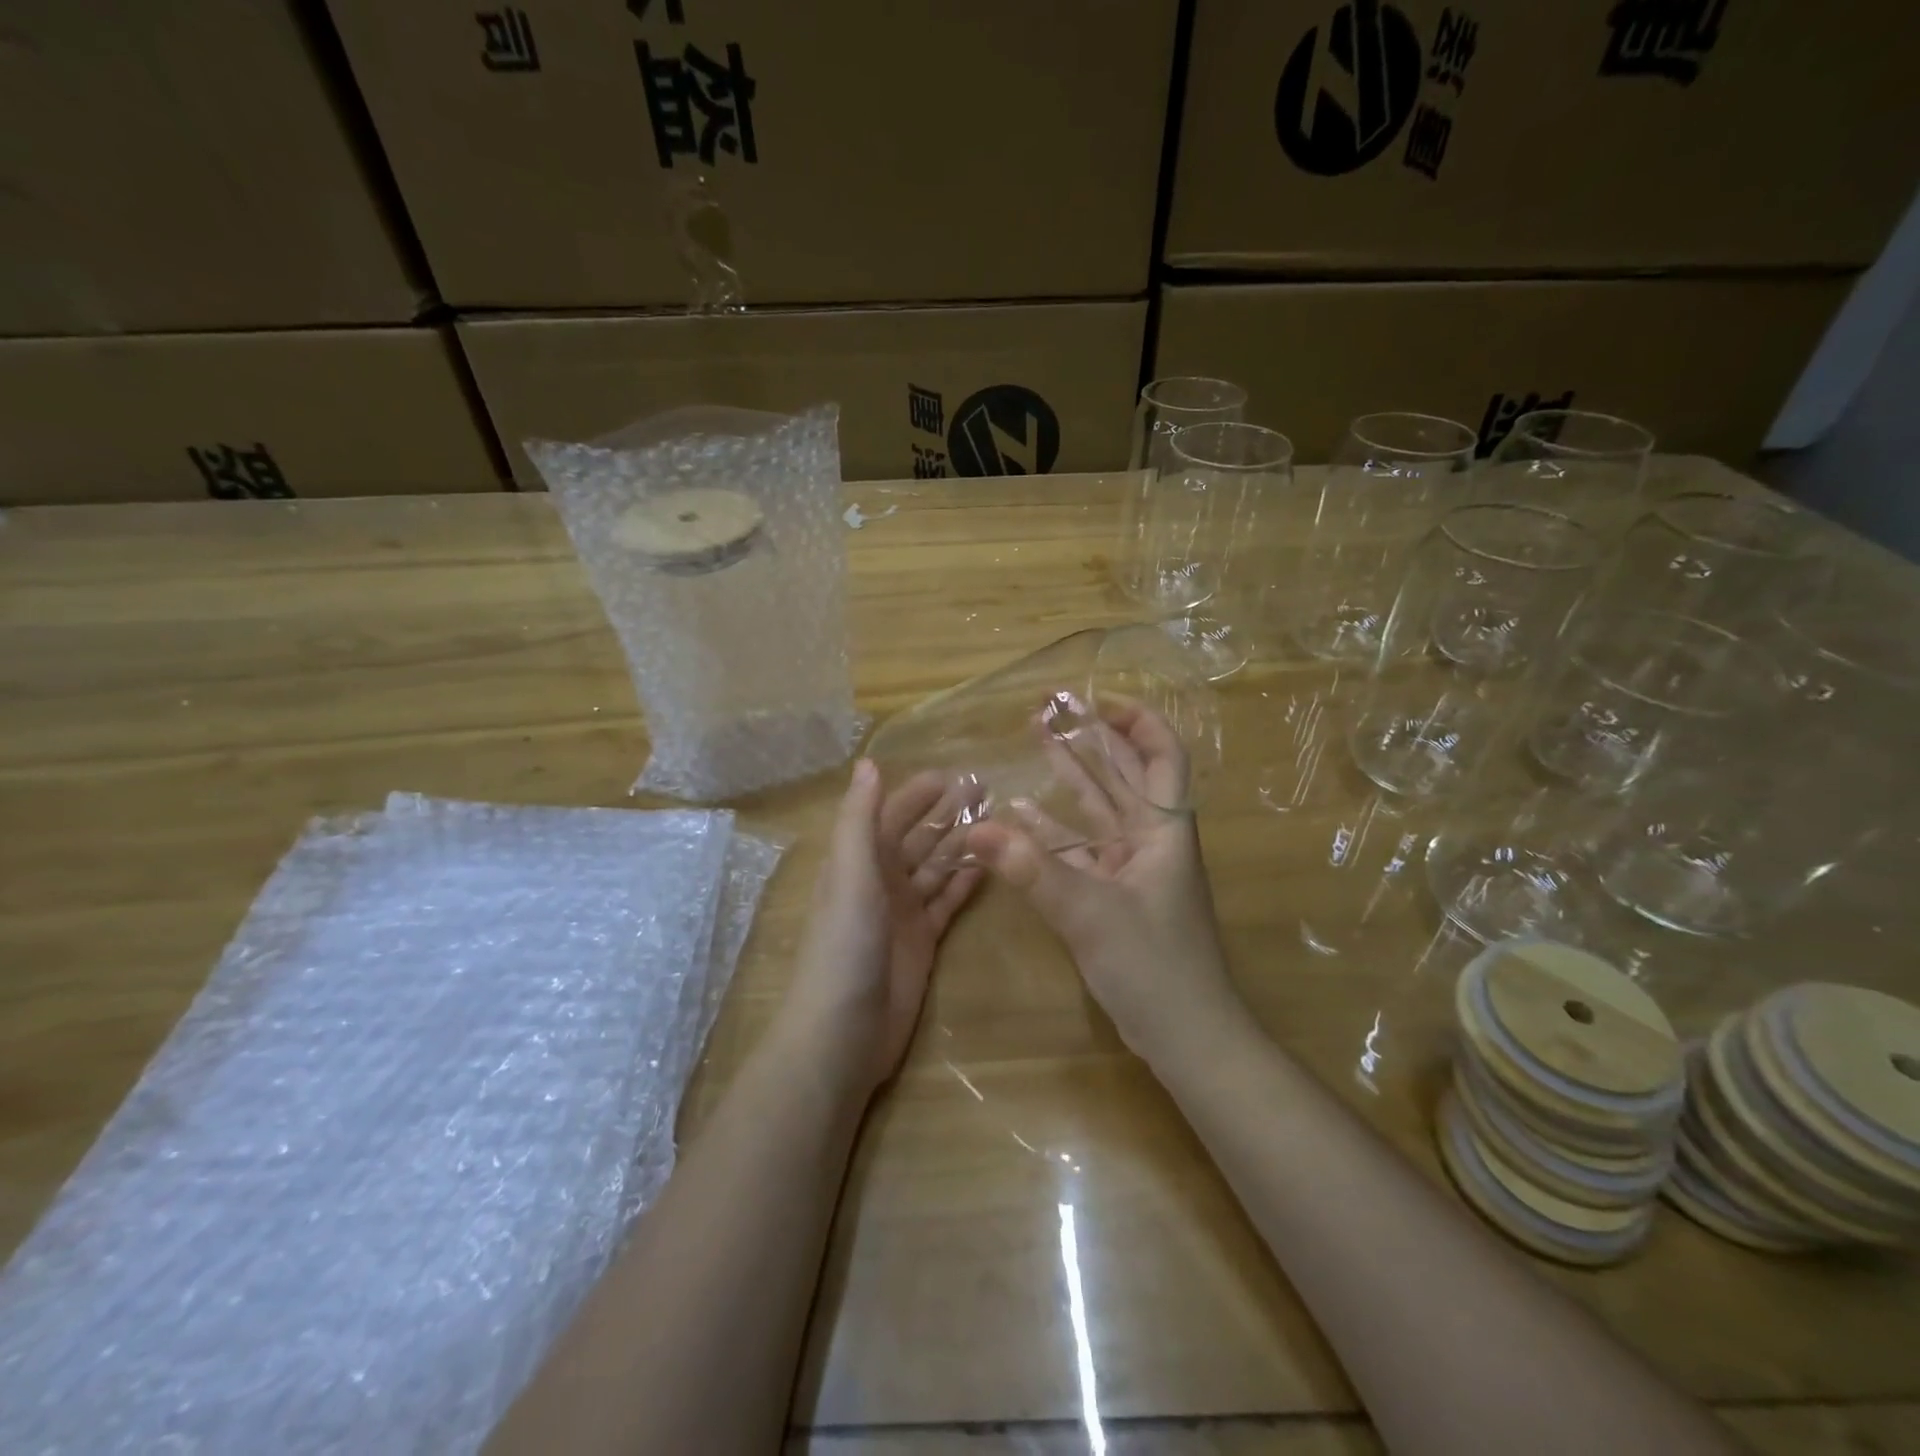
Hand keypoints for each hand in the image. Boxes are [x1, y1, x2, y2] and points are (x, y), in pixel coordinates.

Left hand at [780, 760, 982, 1097]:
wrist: (843, 1033)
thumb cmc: (845, 947)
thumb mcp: (850, 876)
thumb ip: (860, 820)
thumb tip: (868, 763)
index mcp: (859, 861)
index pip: (891, 815)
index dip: (918, 794)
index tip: (954, 774)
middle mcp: (881, 881)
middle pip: (919, 838)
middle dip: (948, 814)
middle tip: (988, 790)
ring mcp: (903, 912)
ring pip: (936, 868)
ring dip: (962, 844)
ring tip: (998, 822)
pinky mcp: (923, 941)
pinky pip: (947, 903)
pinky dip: (964, 884)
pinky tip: (989, 867)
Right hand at [966, 701, 1243, 1067]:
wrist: (1186, 1036)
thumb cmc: (1153, 966)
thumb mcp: (1089, 913)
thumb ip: (1031, 870)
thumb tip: (974, 829)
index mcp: (1164, 830)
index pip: (1162, 756)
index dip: (1136, 721)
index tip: (1096, 700)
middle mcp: (1151, 840)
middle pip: (1125, 774)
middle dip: (1091, 739)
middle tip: (1050, 711)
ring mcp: (1133, 868)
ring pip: (1101, 809)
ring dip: (1071, 776)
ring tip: (1037, 740)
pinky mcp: (1115, 895)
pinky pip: (1082, 850)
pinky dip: (1055, 831)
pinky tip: (1021, 816)